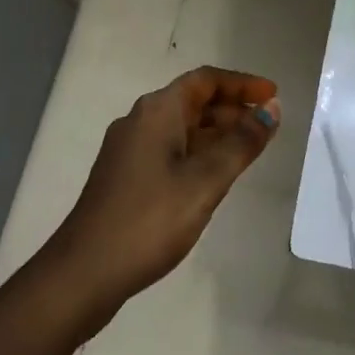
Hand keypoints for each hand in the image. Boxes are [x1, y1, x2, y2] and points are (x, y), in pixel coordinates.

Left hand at [46, 66, 280, 317]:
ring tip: (248, 152)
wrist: (82, 274)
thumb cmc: (149, 220)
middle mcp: (140, 120)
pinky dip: (197, 153)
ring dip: (216, 133)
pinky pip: (169, 149)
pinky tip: (212, 178)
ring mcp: (128, 149)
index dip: (242, 84)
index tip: (273, 94)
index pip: (206, 80)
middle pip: (193, 101)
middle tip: (266, 127)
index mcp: (158, 110)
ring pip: (181, 127)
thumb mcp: (205, 181)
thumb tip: (272, 109)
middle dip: (232, 109)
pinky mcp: (124, 176)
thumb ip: (242, 143)